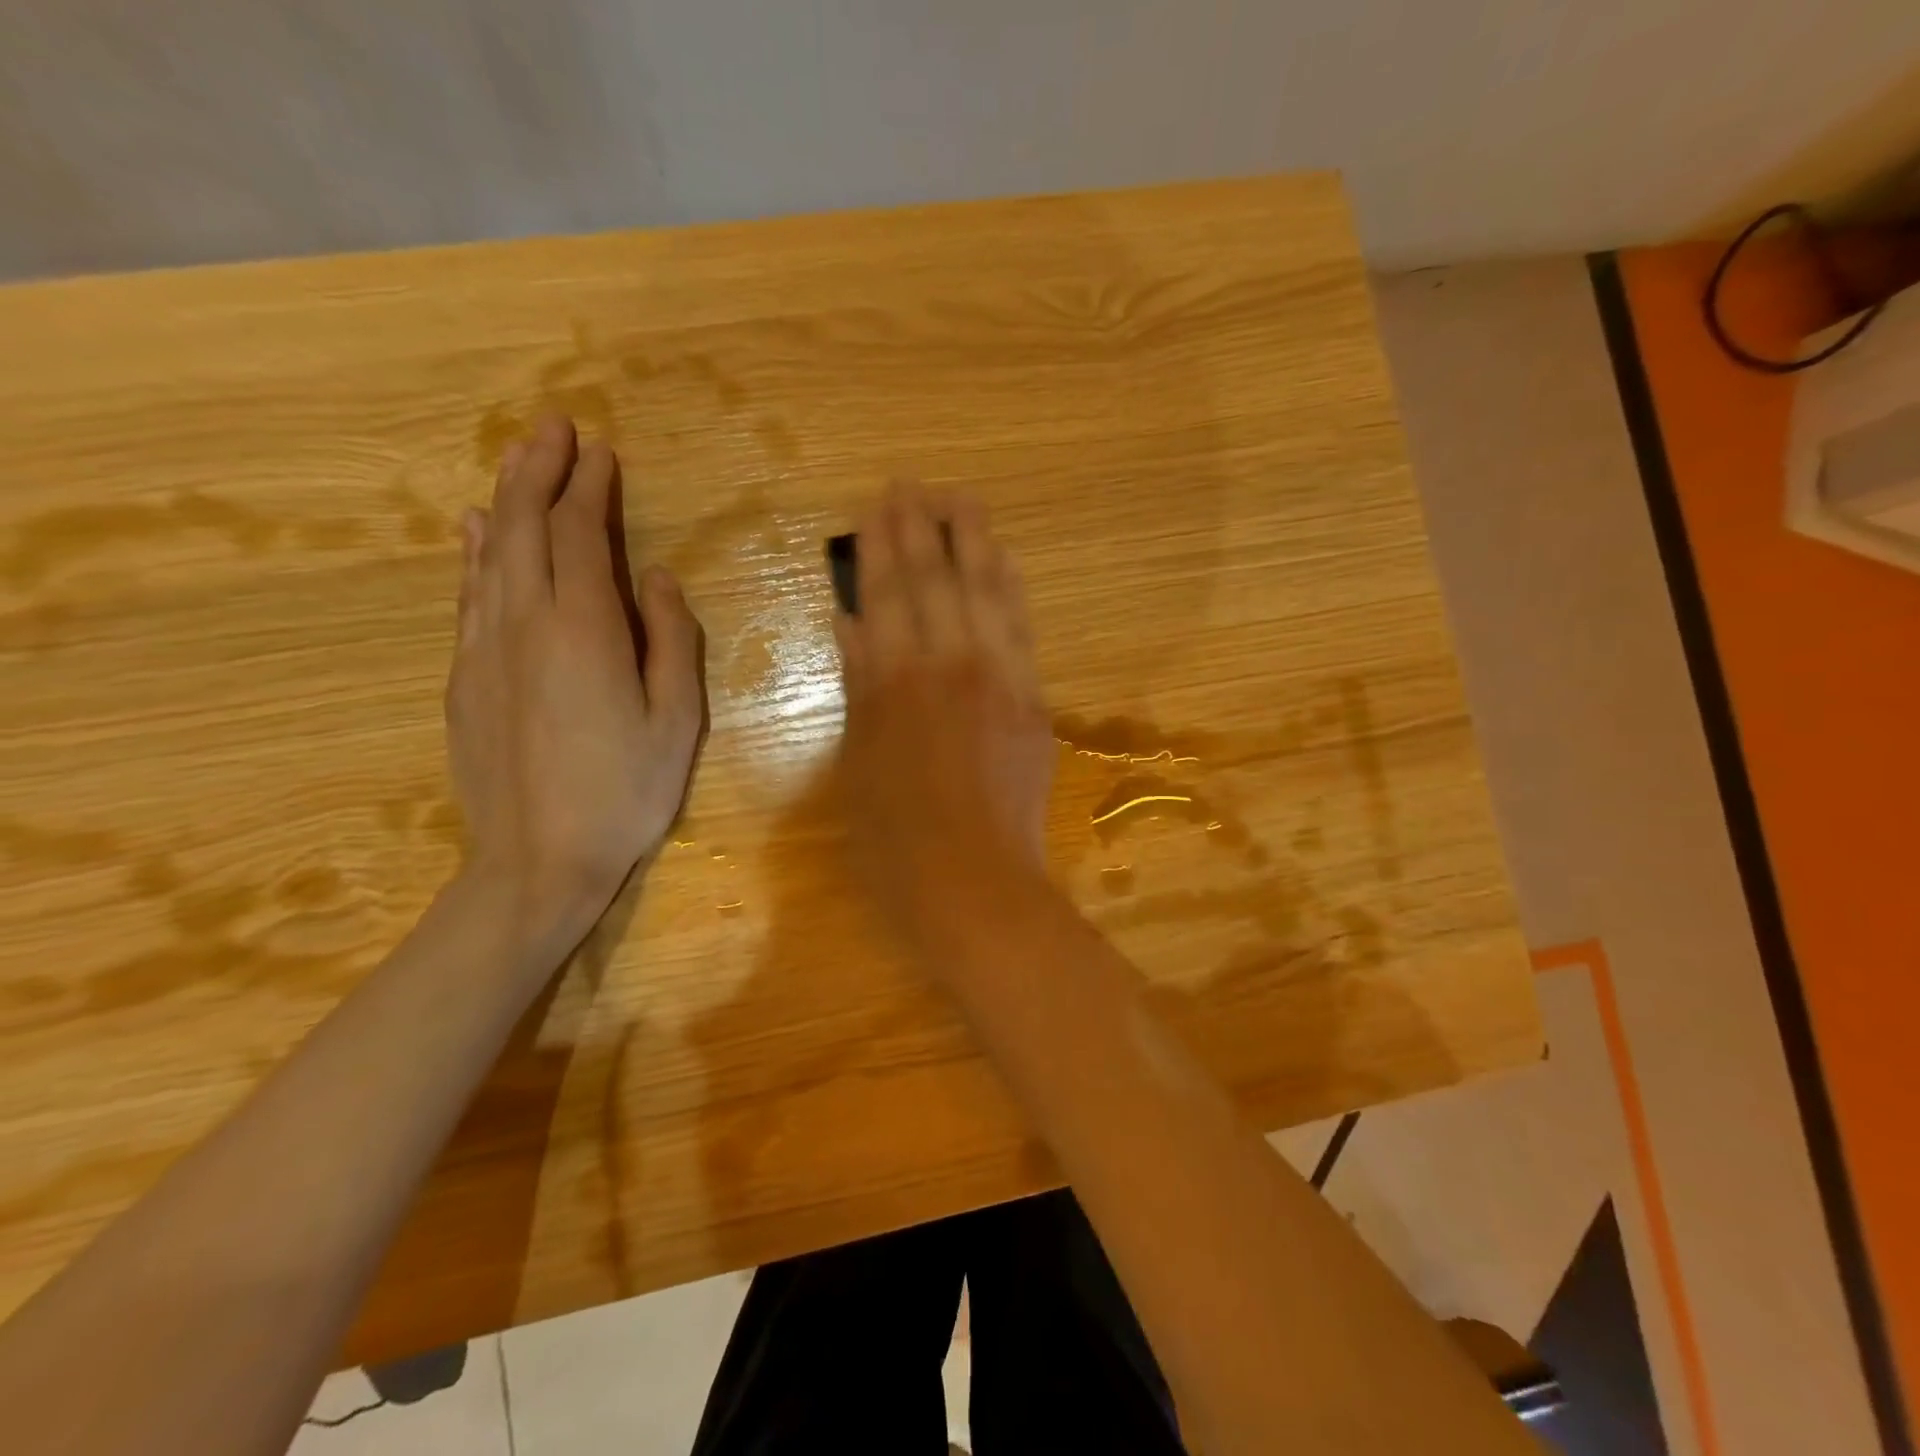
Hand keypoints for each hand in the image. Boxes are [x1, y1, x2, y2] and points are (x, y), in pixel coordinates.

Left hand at [446, 413, 702, 941]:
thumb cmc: (625, 792)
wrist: (537, 861)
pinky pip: (469, 595)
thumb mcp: (677, 721)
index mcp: (584, 631)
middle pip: (525, 528)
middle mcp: (525, 623)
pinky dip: (474, 553)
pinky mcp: (464, 678)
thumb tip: (658, 579)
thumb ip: (671, 641)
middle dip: (539, 471)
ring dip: (504, 500)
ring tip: (517, 459)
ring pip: (489, 554)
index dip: (589, 489)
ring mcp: (485, 649)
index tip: (600, 451)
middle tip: (553, 427)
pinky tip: (474, 532)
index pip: (582, 537)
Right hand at [835, 483, 1054, 946]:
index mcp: (895, 681)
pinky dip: (1010, 589)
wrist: (977, 884)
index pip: (887, 594)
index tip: (878, 504)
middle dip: (924, 527)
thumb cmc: (896, 838)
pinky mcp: (1033, 700)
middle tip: (916, 484)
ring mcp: (999, 679)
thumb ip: (858, 684)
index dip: (881, 545)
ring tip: (963, 501)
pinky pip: (1022, 629)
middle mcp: (950, 665)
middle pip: (937, 580)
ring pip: (987, 593)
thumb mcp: (857, 762)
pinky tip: (1003, 562)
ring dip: (974, 541)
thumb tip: (851, 622)